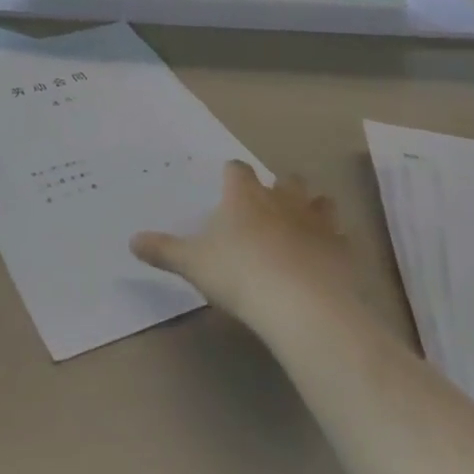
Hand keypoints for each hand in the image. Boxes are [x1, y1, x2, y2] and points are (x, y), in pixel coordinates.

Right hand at [131, 161, 356, 333]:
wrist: (301, 304)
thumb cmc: (239, 274)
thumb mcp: (192, 263)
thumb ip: (163, 250)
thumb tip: (131, 240)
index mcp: (244, 196)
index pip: (237, 170)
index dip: (232, 175)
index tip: (227, 183)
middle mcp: (282, 199)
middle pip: (285, 179)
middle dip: (278, 187)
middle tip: (268, 205)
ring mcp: (317, 222)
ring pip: (320, 201)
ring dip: (312, 207)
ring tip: (302, 224)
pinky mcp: (342, 249)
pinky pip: (341, 237)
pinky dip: (333, 243)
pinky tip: (325, 258)